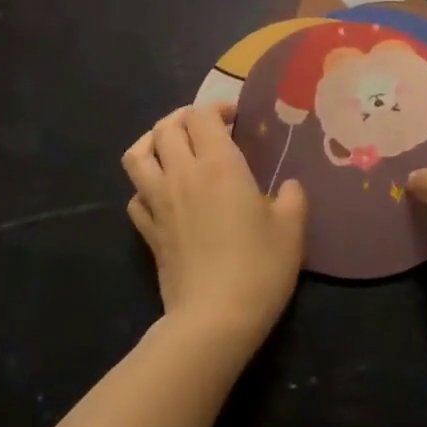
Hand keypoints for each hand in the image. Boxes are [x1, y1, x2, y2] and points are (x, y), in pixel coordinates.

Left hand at [122, 103, 308, 345]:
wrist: (215, 318)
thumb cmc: (259, 267)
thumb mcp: (292, 229)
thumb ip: (292, 198)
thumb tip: (288, 187)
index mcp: (218, 165)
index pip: (202, 116)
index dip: (218, 108)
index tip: (237, 119)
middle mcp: (182, 175)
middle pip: (166, 127)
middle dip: (184, 118)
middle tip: (206, 129)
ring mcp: (159, 203)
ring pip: (137, 155)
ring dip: (152, 142)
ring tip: (170, 148)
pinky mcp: (148, 232)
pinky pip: (135, 195)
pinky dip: (145, 186)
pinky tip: (162, 194)